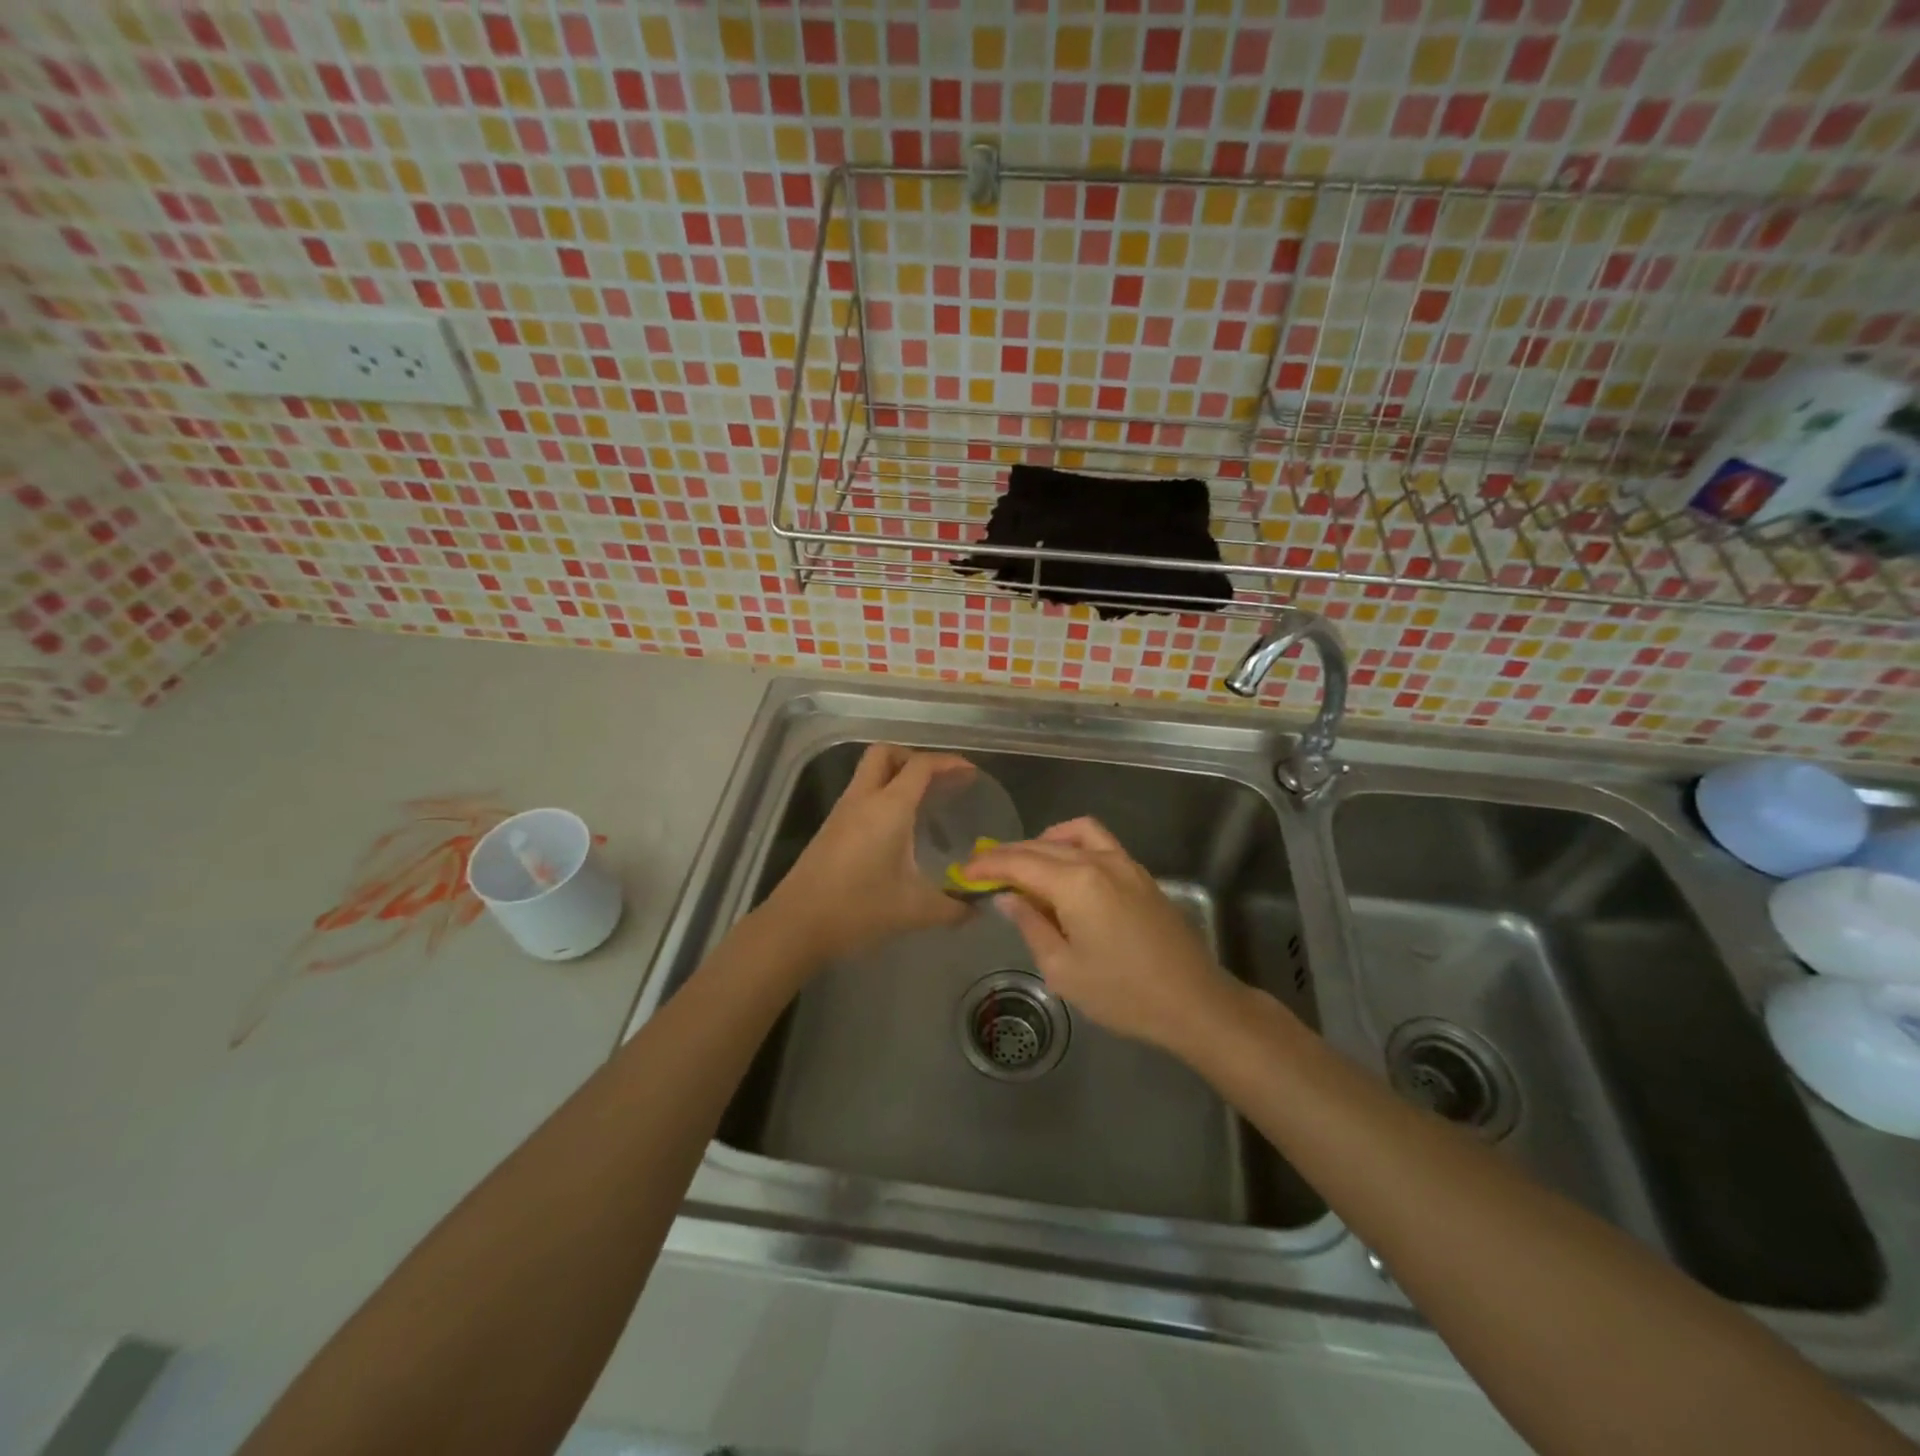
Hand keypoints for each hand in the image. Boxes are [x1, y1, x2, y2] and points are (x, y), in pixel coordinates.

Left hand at [763, 743, 971, 962]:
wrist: (797, 925)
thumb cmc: (859, 908)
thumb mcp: (915, 910)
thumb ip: (953, 907)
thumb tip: (977, 908)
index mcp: (889, 807)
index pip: (921, 766)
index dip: (948, 762)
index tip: (970, 773)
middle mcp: (864, 799)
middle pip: (886, 754)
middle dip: (914, 758)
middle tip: (938, 782)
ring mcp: (842, 812)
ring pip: (868, 773)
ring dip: (895, 777)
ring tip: (923, 804)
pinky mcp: (830, 829)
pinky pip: (860, 795)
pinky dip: (881, 797)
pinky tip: (896, 830)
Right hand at [965, 818, 1250, 1056]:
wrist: (1193, 1001)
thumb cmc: (1122, 993)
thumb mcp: (1063, 969)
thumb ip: (1031, 925)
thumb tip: (1008, 897)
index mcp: (1076, 883)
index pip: (1019, 863)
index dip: (988, 866)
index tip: (963, 871)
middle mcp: (1098, 861)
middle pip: (1042, 846)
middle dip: (1008, 855)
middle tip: (982, 870)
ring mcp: (1124, 863)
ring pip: (1073, 834)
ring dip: (1042, 843)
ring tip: (1023, 865)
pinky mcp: (1139, 873)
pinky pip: (1098, 842)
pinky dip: (1072, 844)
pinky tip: (1064, 870)